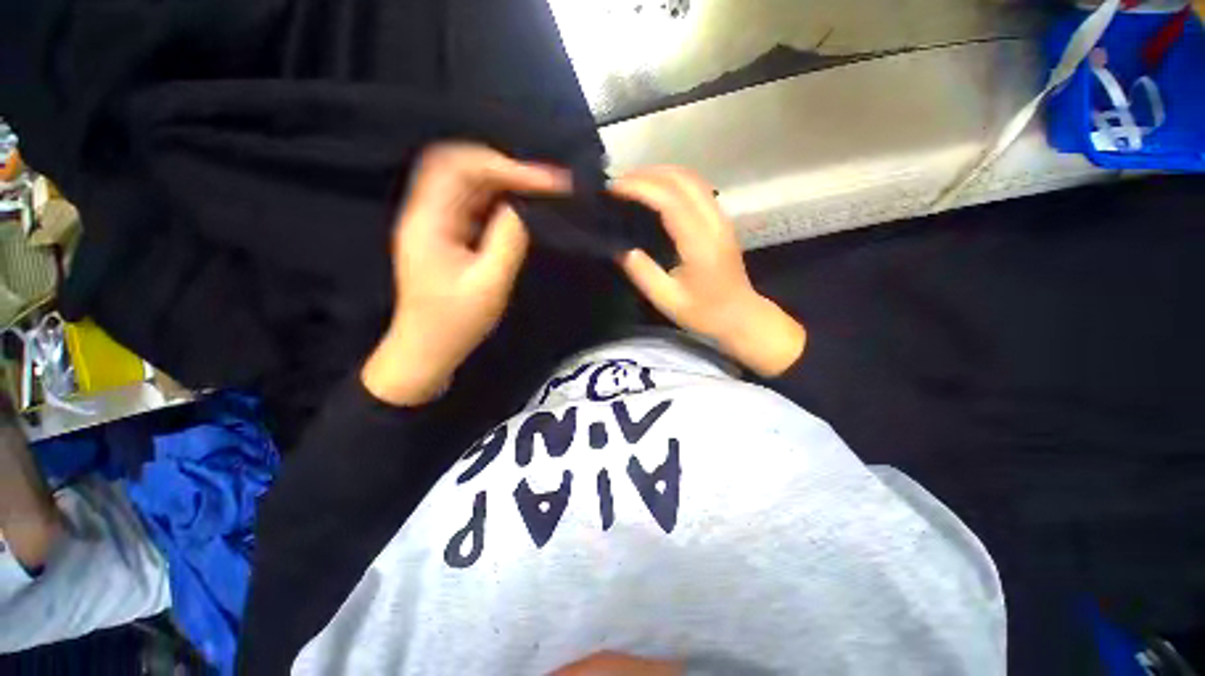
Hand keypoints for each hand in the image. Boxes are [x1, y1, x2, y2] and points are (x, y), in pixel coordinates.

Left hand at [362, 144, 569, 405]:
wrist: (427, 349)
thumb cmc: (455, 323)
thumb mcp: (489, 285)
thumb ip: (509, 240)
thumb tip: (527, 206)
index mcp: (429, 221)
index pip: (463, 169)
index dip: (508, 167)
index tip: (549, 181)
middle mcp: (426, 212)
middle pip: (461, 165)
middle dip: (506, 166)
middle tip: (545, 182)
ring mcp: (434, 221)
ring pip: (467, 181)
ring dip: (503, 180)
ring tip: (539, 190)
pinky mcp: (446, 233)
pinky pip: (472, 202)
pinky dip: (498, 198)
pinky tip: (520, 206)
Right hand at [611, 167, 805, 376]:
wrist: (741, 316)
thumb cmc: (704, 313)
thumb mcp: (667, 300)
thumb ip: (643, 273)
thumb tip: (621, 249)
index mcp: (700, 243)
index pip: (669, 200)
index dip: (639, 188)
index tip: (612, 189)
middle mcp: (713, 222)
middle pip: (682, 179)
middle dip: (646, 174)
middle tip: (616, 183)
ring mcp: (721, 218)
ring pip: (692, 178)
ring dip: (660, 174)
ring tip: (631, 183)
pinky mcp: (721, 220)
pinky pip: (697, 188)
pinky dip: (672, 181)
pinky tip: (655, 191)